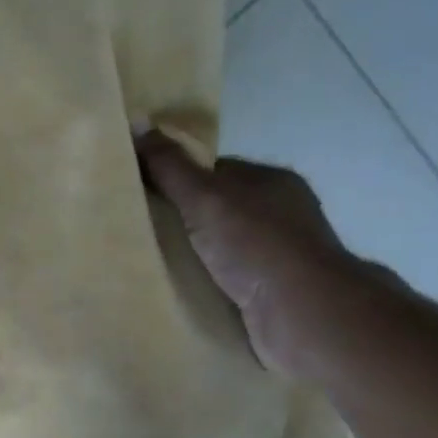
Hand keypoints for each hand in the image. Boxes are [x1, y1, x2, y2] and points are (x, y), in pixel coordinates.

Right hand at [136, 132, 365, 376]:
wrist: (301, 313)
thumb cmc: (256, 245)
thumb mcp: (206, 197)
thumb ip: (171, 167)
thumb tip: (138, 124)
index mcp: (271, 182)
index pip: (214, 171)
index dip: (176, 179)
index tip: (140, 194)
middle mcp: (279, 214)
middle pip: (215, 210)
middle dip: (180, 220)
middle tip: (136, 231)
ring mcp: (277, 256)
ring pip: (219, 248)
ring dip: (190, 256)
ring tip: (147, 263)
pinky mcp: (270, 292)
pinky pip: (224, 280)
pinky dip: (202, 283)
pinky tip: (174, 289)